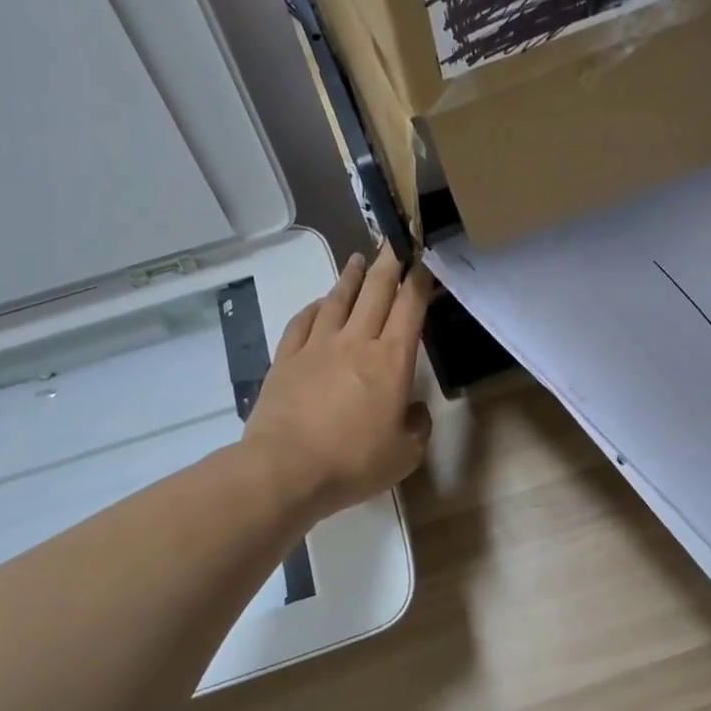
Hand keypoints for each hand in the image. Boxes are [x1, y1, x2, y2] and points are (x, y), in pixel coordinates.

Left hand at [244, 244, 434, 520]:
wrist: (286, 470)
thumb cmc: (353, 462)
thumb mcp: (404, 455)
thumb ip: (417, 427)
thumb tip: (414, 409)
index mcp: (391, 361)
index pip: (410, 308)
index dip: (420, 281)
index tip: (424, 261)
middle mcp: (356, 342)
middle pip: (375, 291)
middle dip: (388, 262)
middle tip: (394, 240)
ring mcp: (317, 346)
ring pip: (338, 299)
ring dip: (351, 276)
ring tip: (359, 259)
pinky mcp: (287, 359)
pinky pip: (303, 321)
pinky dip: (315, 306)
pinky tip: (320, 302)